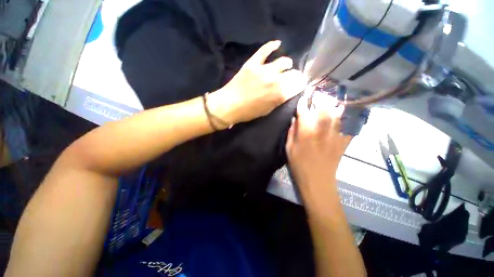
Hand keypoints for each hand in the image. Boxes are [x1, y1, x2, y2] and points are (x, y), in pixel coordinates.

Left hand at [208, 41, 306, 125]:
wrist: (229, 105)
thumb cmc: (249, 112)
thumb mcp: (267, 110)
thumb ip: (279, 99)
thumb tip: (288, 91)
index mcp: (280, 94)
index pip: (298, 84)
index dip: (300, 84)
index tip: (299, 84)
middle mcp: (275, 80)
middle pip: (293, 73)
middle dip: (295, 76)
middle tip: (292, 77)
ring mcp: (264, 69)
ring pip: (283, 61)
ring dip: (286, 64)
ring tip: (285, 65)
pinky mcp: (253, 63)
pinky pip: (265, 50)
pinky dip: (272, 46)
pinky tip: (277, 44)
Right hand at [286, 91, 351, 192]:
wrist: (317, 181)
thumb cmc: (299, 165)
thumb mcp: (289, 149)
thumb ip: (292, 133)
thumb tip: (295, 120)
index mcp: (306, 133)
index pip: (304, 112)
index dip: (303, 103)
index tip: (302, 98)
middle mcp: (322, 131)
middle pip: (324, 110)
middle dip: (321, 100)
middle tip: (319, 96)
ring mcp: (335, 136)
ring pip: (337, 116)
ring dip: (334, 106)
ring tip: (332, 101)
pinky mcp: (343, 142)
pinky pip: (347, 127)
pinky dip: (346, 120)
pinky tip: (344, 115)